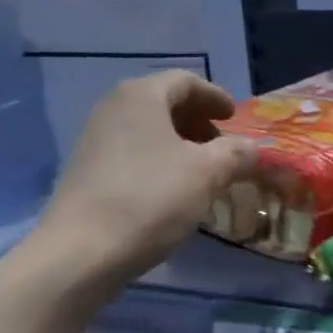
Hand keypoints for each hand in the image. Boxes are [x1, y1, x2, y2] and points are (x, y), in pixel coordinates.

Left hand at [37, 71, 256, 292]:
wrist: (80, 252)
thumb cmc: (150, 199)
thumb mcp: (207, 173)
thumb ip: (236, 153)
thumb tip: (252, 148)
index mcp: (141, 96)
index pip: (185, 81)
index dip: (214, 96)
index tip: (234, 116)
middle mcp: (113, 108)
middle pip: (164, 103)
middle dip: (198, 121)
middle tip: (222, 145)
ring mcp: (94, 140)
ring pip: (147, 130)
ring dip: (179, 144)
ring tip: (202, 171)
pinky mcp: (86, 171)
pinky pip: (132, 153)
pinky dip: (158, 161)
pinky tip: (173, 191)